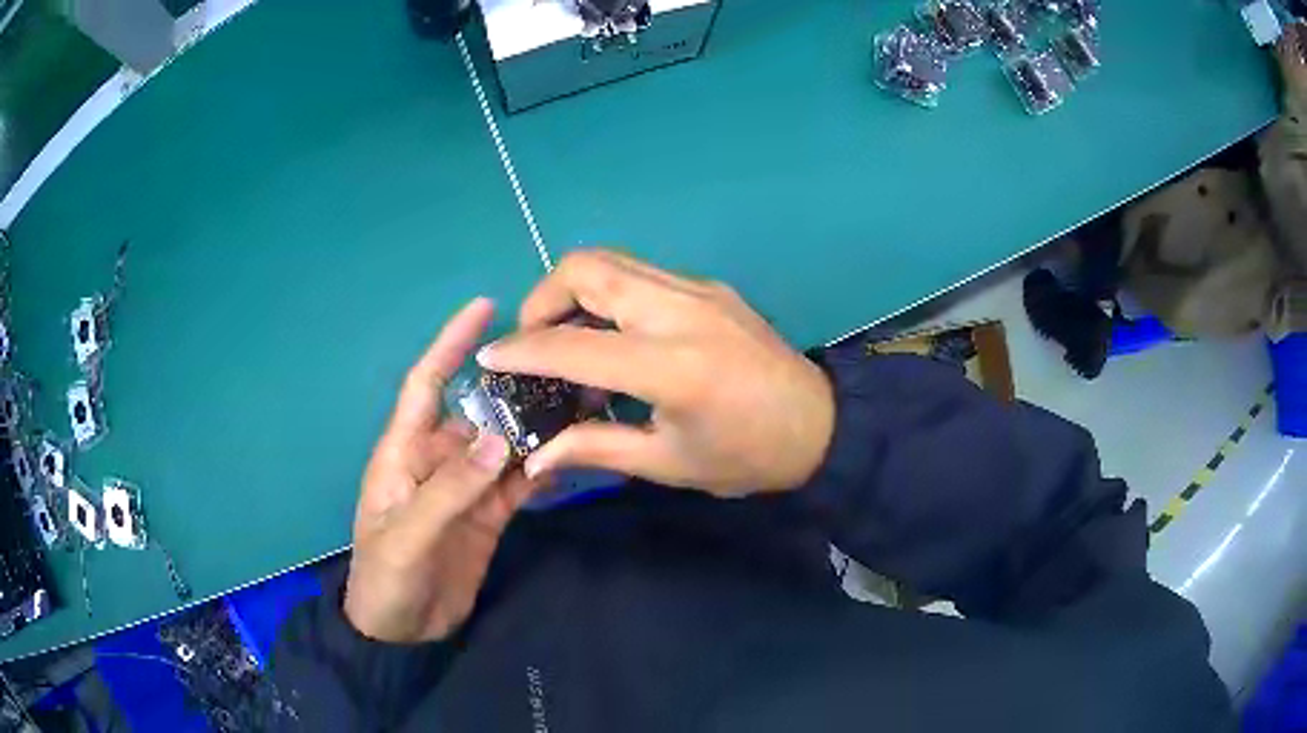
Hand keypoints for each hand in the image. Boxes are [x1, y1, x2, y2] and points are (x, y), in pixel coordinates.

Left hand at [344, 298, 540, 642]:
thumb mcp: (408, 535)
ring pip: (503, 447)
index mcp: (405, 452)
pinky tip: (571, 456)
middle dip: (513, 390)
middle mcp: (437, 460)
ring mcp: (465, 488)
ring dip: (535, 429)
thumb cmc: (385, 578)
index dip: (450, 344)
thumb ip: (449, 490)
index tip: (485, 307)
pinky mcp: (487, 516)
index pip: (426, 384)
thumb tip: (497, 438)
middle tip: (564, 367)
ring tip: (580, 406)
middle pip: (478, 412)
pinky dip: (541, 470)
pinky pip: (516, 484)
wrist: (401, 632)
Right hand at [477, 250, 834, 496]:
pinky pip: (641, 274)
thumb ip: (595, 449)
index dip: (522, 350)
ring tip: (569, 337)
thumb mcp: (668, 463)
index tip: (490, 357)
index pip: (573, 344)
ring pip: (613, 261)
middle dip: (543, 298)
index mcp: (671, 365)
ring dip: (574, 290)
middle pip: (586, 267)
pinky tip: (614, 336)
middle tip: (535, 341)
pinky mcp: (710, 286)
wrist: (821, 425)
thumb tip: (536, 457)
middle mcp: (680, 310)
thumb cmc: (746, 456)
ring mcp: (698, 289)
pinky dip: (609, 294)